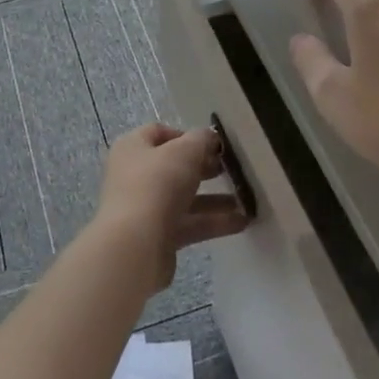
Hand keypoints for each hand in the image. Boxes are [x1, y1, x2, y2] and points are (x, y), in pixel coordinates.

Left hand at [93, 123, 249, 294]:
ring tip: (246, 199)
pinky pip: (188, 224)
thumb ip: (202, 140)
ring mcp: (144, 207)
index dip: (187, 136)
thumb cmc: (156, 185)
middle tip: (231, 170)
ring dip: (215, 199)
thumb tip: (210, 138)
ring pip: (184, 198)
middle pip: (173, 166)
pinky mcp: (157, 236)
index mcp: (133, 148)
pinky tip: (242, 222)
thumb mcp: (185, 151)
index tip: (214, 146)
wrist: (134, 246)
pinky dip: (213, 222)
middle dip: (204, 168)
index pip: (159, 133)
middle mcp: (134, 175)